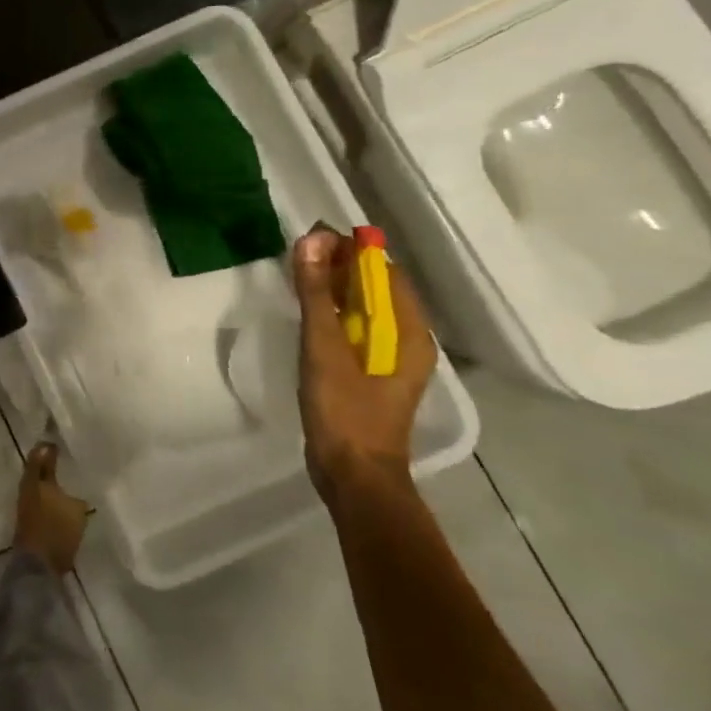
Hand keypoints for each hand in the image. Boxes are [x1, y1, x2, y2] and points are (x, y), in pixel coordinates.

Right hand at [291, 224, 436, 505]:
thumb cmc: (344, 410)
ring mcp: (392, 358)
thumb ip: (318, 294)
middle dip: (342, 265)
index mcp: (410, 331)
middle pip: (377, 288)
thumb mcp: (325, 347)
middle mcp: (409, 339)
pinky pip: (357, 329)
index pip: (384, 271)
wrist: (354, 474)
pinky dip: (335, 312)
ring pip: (365, 308)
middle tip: (300, 251)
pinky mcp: (372, 373)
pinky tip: (309, 311)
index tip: (313, 235)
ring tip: (300, 273)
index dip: (352, 249)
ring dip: (336, 287)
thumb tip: (311, 241)